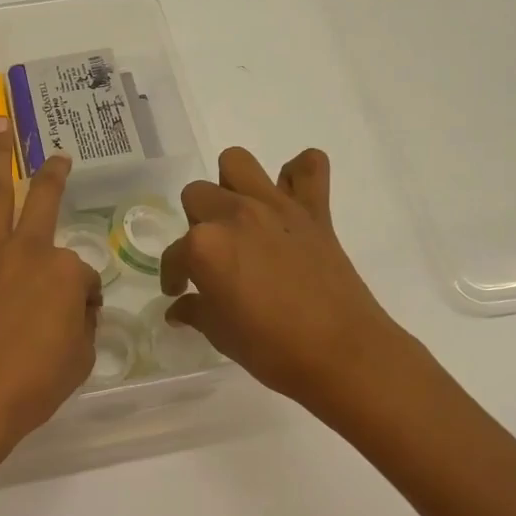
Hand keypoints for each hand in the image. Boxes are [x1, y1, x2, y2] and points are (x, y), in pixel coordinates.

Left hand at [0, 117, 101, 460]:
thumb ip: (81, 326)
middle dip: (53, 175)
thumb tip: (76, 311)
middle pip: (44, 201)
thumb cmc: (33, 385)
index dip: (83, 301)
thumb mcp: (80, 359)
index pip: (83, 278)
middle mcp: (27, 250)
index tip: (77, 323)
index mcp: (65, 271)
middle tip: (58, 157)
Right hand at [161, 147, 411, 417]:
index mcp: (204, 246)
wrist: (342, 354)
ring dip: (231, 183)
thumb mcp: (221, 335)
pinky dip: (299, 174)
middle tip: (212, 253)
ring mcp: (275, 206)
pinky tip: (291, 197)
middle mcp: (234, 214)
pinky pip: (309, 166)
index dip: (173, 274)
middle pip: (197, 195)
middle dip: (196, 223)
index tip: (179, 290)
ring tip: (239, 215)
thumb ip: (196, 312)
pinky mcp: (314, 209)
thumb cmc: (272, 349)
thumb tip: (179, 308)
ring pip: (237, 162)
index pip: (174, 254)